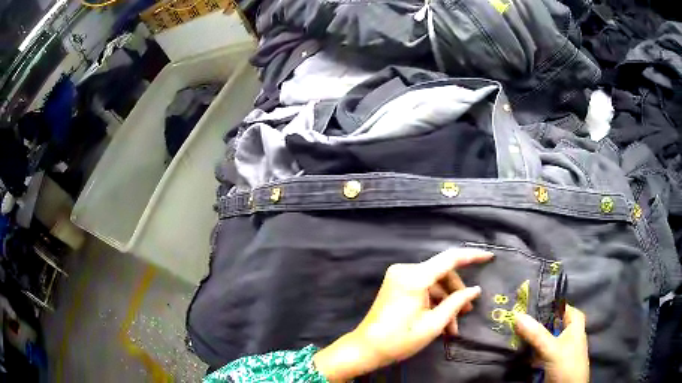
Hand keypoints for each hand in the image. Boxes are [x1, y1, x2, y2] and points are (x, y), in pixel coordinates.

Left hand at [313, 248, 493, 381]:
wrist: (366, 349)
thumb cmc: (399, 340)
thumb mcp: (433, 324)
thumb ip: (456, 303)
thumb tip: (475, 290)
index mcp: (414, 277)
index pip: (450, 258)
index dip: (472, 256)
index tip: (490, 257)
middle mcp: (406, 270)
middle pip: (442, 274)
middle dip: (456, 294)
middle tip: (466, 313)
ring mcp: (399, 276)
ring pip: (434, 284)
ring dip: (446, 303)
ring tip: (453, 327)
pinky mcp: (397, 284)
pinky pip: (423, 289)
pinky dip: (434, 303)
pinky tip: (441, 323)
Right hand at [514, 305, 588, 382]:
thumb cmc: (567, 364)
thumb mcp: (551, 349)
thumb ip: (536, 334)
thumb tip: (516, 314)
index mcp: (574, 322)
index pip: (558, 306)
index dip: (543, 304)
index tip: (524, 304)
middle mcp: (568, 331)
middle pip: (549, 322)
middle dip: (534, 322)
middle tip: (515, 320)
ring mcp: (560, 346)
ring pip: (543, 336)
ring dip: (531, 337)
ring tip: (514, 333)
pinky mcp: (552, 359)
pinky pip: (540, 349)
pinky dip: (531, 349)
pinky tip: (521, 350)